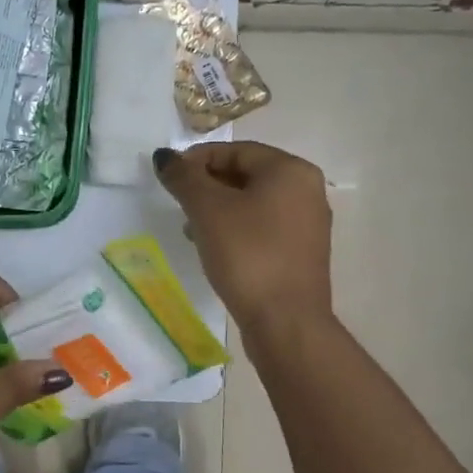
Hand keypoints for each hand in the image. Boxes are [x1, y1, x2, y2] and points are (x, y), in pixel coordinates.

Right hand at [153, 141, 333, 338]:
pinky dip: (236, 230)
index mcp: (290, 171)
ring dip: (219, 210)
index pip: (236, 150)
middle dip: (207, 186)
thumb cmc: (248, 255)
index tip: (169, 178)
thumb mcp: (208, 211)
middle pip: (246, 175)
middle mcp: (307, 190)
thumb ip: (184, 178)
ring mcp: (307, 224)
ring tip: (191, 230)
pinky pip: (263, 228)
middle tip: (178, 204)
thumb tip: (164, 156)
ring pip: (253, 203)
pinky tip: (214, 250)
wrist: (286, 322)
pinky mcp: (301, 253)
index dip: (197, 159)